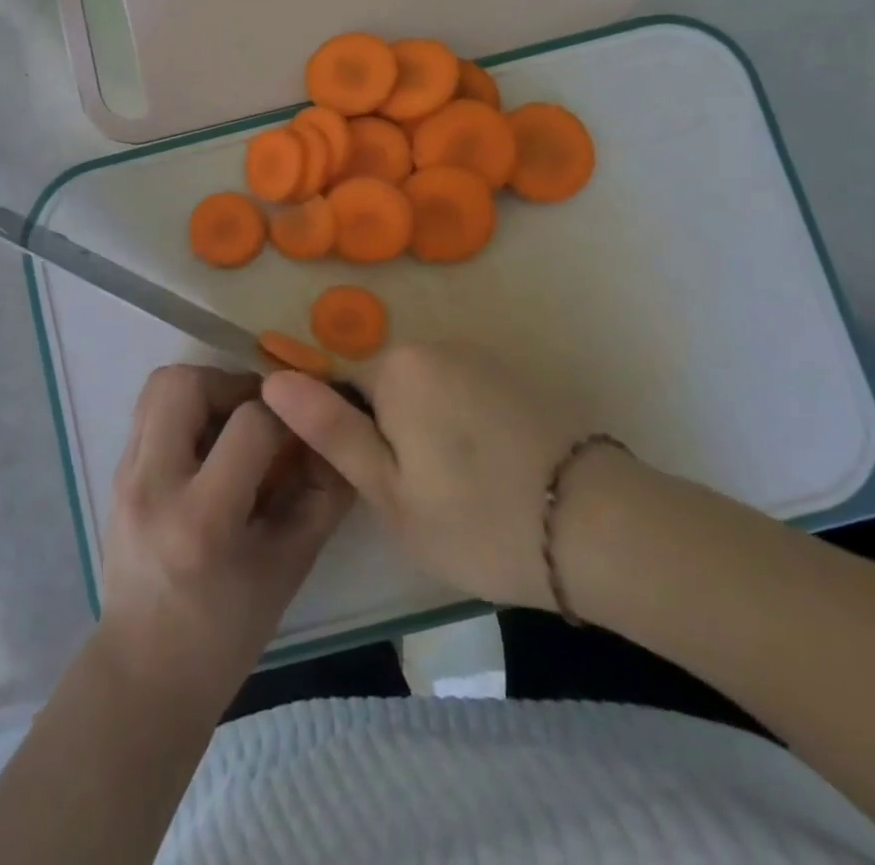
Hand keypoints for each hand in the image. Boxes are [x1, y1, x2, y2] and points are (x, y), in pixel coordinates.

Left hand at [99, 365, 353, 710]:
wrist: (143, 672)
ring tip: (232, 425)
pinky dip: (184, 410)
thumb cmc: (224, 633)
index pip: (250, 425)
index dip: (289, 415)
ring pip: (161, 385)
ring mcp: (125, 475)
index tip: (305, 426)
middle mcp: (153, 485)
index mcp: (201, 521)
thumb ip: (322, 498)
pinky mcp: (115, 472)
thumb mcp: (289, 569)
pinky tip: (208, 448)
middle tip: (260, 414)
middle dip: (233, 384)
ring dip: (205, 389)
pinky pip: (150, 411)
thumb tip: (339, 437)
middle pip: (185, 383)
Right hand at [263, 343, 597, 610]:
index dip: (350, 437)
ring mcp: (484, 358)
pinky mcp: (519, 378)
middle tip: (418, 500)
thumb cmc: (478, 518)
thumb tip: (273, 380)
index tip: (377, 484)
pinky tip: (494, 476)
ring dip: (429, 433)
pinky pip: (467, 396)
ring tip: (460, 495)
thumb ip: (330, 430)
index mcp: (399, 367)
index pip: (342, 387)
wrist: (602, 527)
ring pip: (427, 394)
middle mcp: (438, 346)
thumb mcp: (389, 491)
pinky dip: (466, 430)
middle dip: (390, 435)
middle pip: (386, 387)